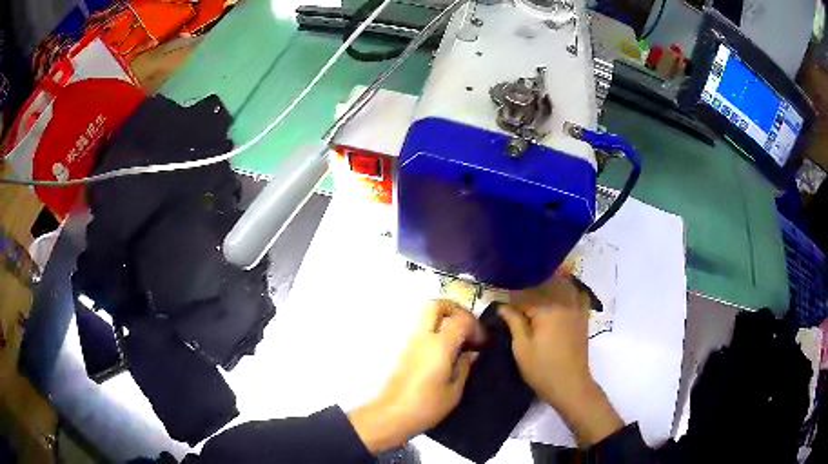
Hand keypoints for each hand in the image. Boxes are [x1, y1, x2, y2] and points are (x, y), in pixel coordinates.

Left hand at [348, 299, 480, 453]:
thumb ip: (465, 367)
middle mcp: (422, 337)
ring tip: (459, 340)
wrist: (391, 415)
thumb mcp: (454, 391)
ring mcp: (410, 343)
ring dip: (444, 320)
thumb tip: (471, 353)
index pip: (460, 318)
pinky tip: (446, 352)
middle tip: (468, 326)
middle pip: (436, 305)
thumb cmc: (426, 406)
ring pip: (426, 316)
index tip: (482, 343)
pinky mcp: (404, 351)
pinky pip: (422, 331)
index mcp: (439, 345)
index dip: (475, 325)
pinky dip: (435, 332)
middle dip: (455, 309)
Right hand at [500, 275, 623, 445]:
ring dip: (549, 286)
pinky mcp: (583, 317)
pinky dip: (569, 291)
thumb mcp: (521, 348)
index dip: (510, 300)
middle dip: (529, 289)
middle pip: (544, 285)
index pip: (524, 295)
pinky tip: (560, 297)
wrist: (570, 384)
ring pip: (563, 286)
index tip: (500, 306)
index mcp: (547, 309)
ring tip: (536, 294)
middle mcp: (564, 302)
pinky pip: (578, 295)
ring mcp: (577, 308)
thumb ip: (513, 322)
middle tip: (516, 302)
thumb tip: (502, 305)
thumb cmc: (542, 369)